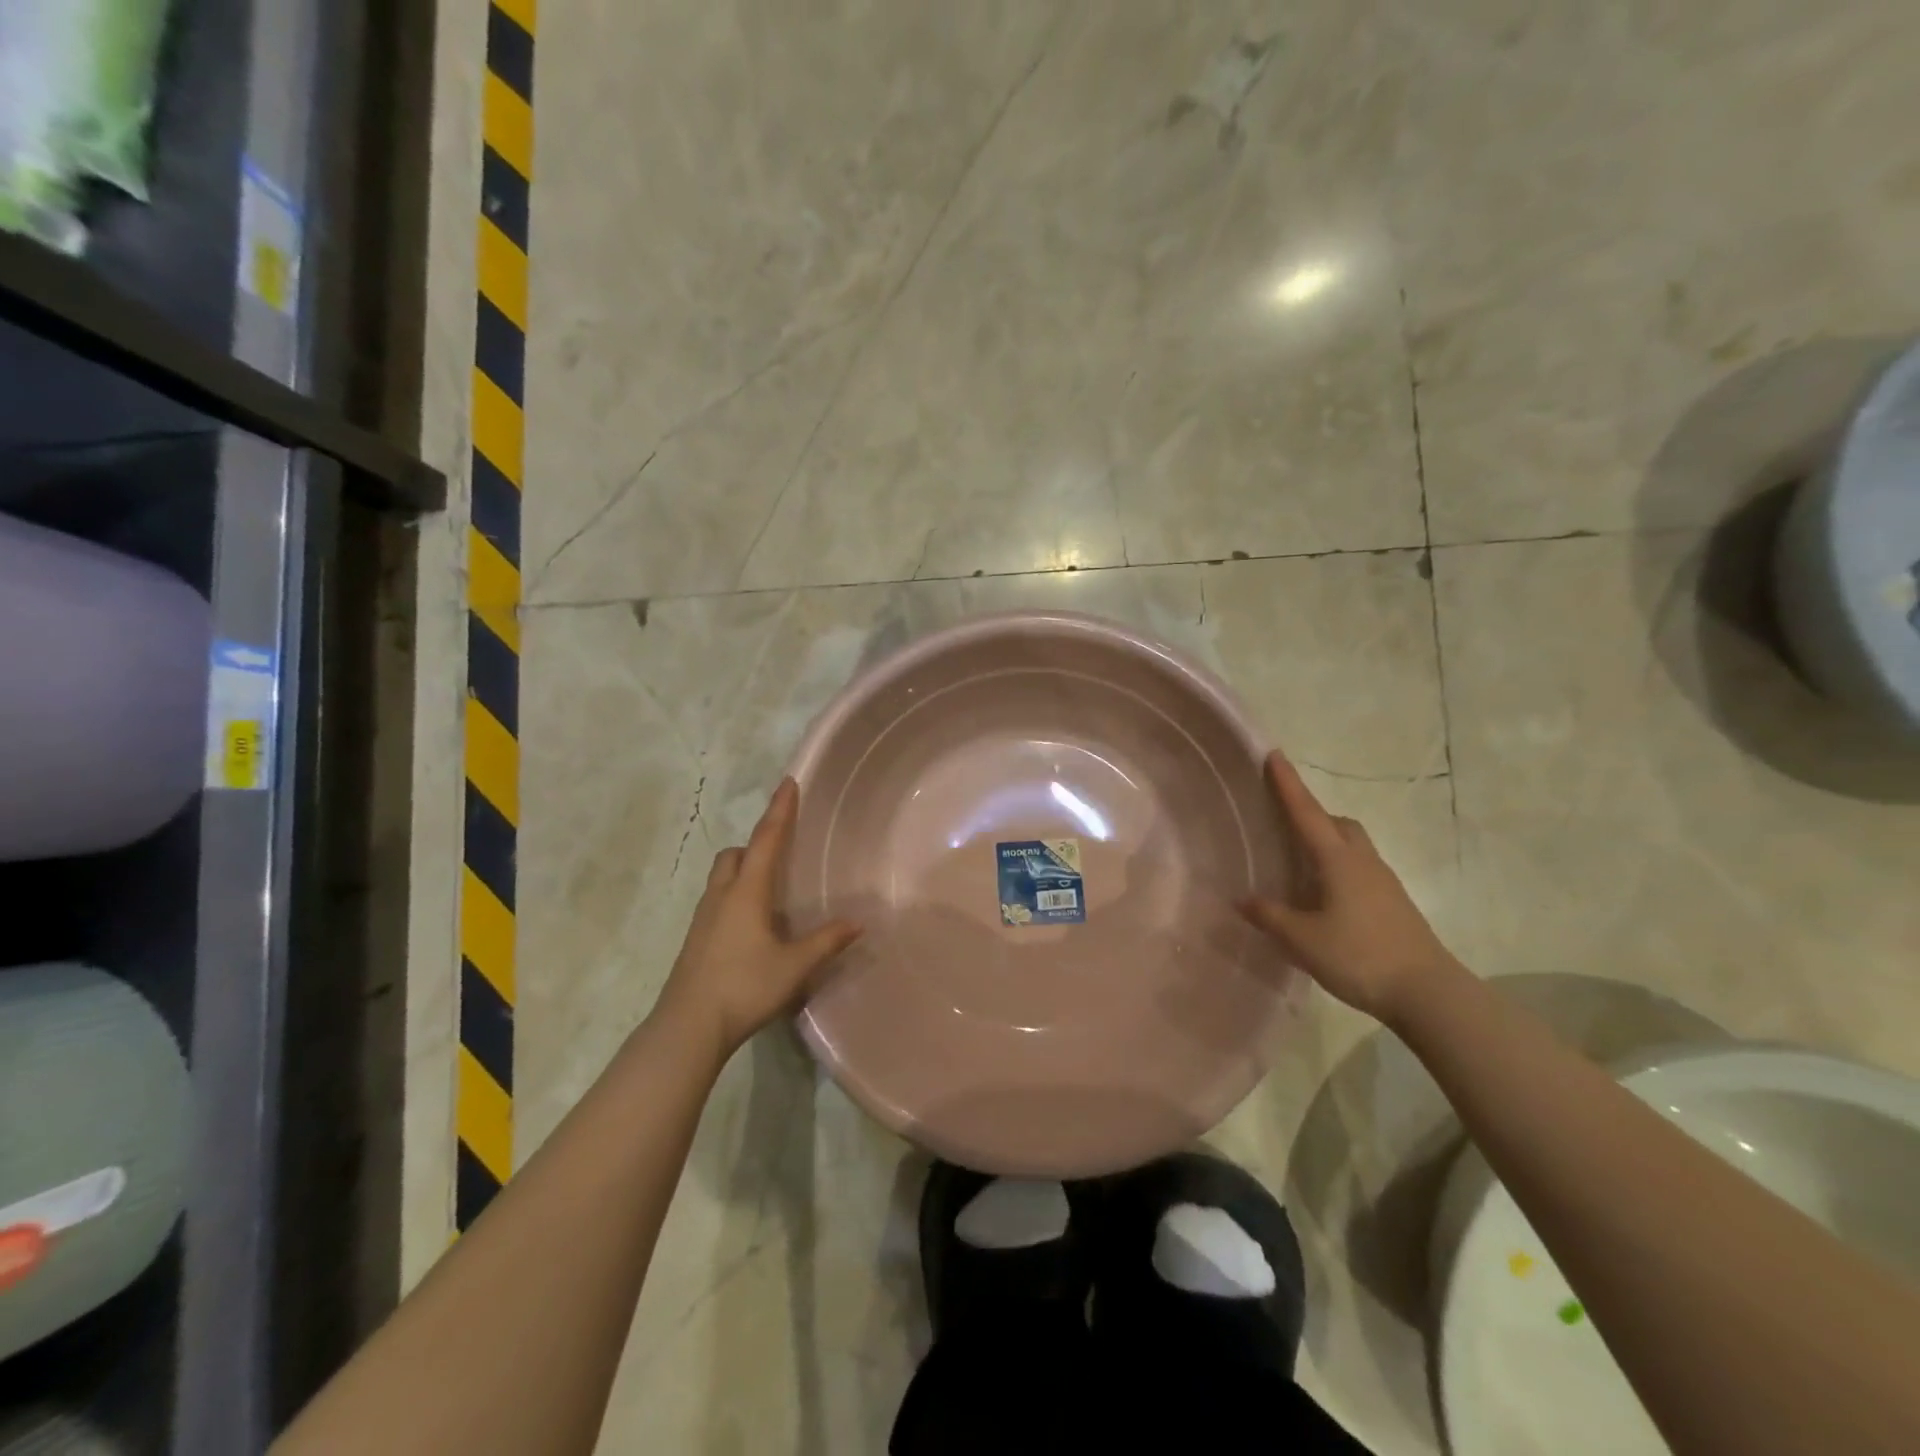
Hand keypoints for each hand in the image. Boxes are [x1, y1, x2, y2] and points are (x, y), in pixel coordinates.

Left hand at [654, 779, 860, 1061]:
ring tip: (769, 890)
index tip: (788, 783)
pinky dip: (735, 895)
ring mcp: (703, 918)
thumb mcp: (795, 966)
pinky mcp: (695, 939)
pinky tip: (752, 925)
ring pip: (722, 877)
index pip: (766, 840)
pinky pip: (717, 900)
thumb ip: (826, 941)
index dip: (779, 811)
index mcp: (746, 892)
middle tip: (780, 853)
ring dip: (743, 870)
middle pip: (735, 854)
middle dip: (756, 844)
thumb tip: (857, 923)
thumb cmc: (745, 986)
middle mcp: (722, 896)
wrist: (688, 1026)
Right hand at [1238, 751, 1457, 1023]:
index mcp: (1337, 860)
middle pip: (1337, 823)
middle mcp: (1362, 861)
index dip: (1288, 784)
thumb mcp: (1302, 939)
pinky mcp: (1393, 902)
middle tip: (1284, 820)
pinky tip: (1325, 895)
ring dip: (1328, 840)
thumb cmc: (1359, 957)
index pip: (1306, 813)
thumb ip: (1269, 916)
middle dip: (1312, 813)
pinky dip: (1338, 866)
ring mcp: (1383, 882)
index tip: (1274, 754)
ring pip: (1352, 845)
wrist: (1427, 993)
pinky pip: (1360, 868)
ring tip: (1301, 860)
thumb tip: (1242, 899)